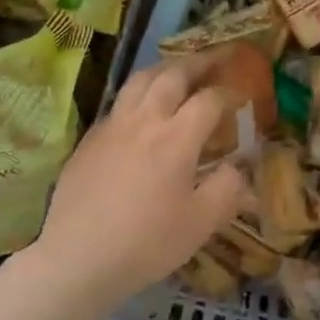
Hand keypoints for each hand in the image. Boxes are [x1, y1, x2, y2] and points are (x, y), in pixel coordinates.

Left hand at [33, 55, 245, 305]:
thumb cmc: (147, 243)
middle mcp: (144, 121)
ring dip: (165, 70)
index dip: (229, 93)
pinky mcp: (89, 140)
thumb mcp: (201, 223)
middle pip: (172, 75)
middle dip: (198, 63)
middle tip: (215, 60)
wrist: (78, 259)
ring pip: (139, 81)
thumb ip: (227, 189)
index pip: (209, 100)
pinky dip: (138, 94)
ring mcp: (111, 127)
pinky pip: (118, 103)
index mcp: (176, 138)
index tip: (242, 96)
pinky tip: (142, 109)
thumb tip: (237, 167)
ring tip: (178, 71)